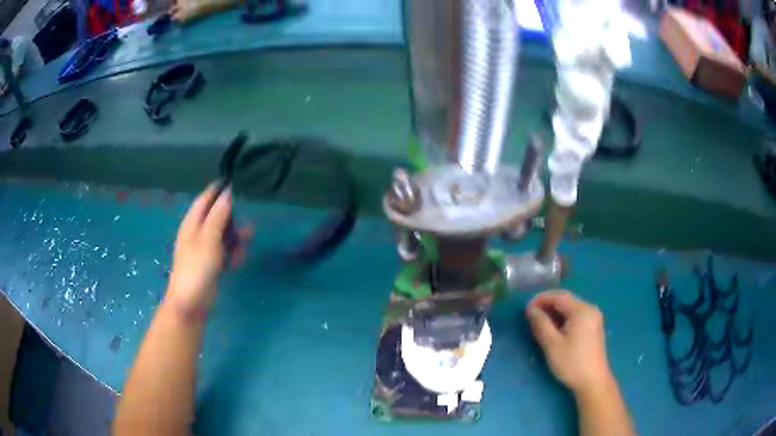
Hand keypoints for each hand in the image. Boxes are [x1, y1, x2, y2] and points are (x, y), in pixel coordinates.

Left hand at [167, 183, 251, 316]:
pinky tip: (238, 262)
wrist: (190, 305)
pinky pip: (224, 252)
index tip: (236, 183)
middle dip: (232, 218)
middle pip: (216, 217)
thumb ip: (219, 215)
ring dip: (235, 238)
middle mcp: (197, 233)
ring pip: (223, 235)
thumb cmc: (196, 268)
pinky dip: (232, 254)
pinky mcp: (210, 265)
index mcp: (192, 224)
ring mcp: (204, 250)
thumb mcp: (208, 239)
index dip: (218, 190)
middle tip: (248, 221)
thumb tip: (228, 192)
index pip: (205, 199)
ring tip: (246, 243)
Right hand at [526, 290, 611, 393]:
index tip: (525, 309)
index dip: (541, 299)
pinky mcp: (593, 327)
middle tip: (530, 316)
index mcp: (582, 310)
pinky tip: (554, 329)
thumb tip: (530, 309)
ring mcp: (593, 317)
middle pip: (565, 300)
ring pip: (570, 308)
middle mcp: (590, 309)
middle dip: (547, 305)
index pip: (559, 296)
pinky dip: (562, 319)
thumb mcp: (552, 345)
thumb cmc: (572, 363)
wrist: (593, 381)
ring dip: (554, 313)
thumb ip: (541, 324)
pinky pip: (575, 316)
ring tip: (539, 324)